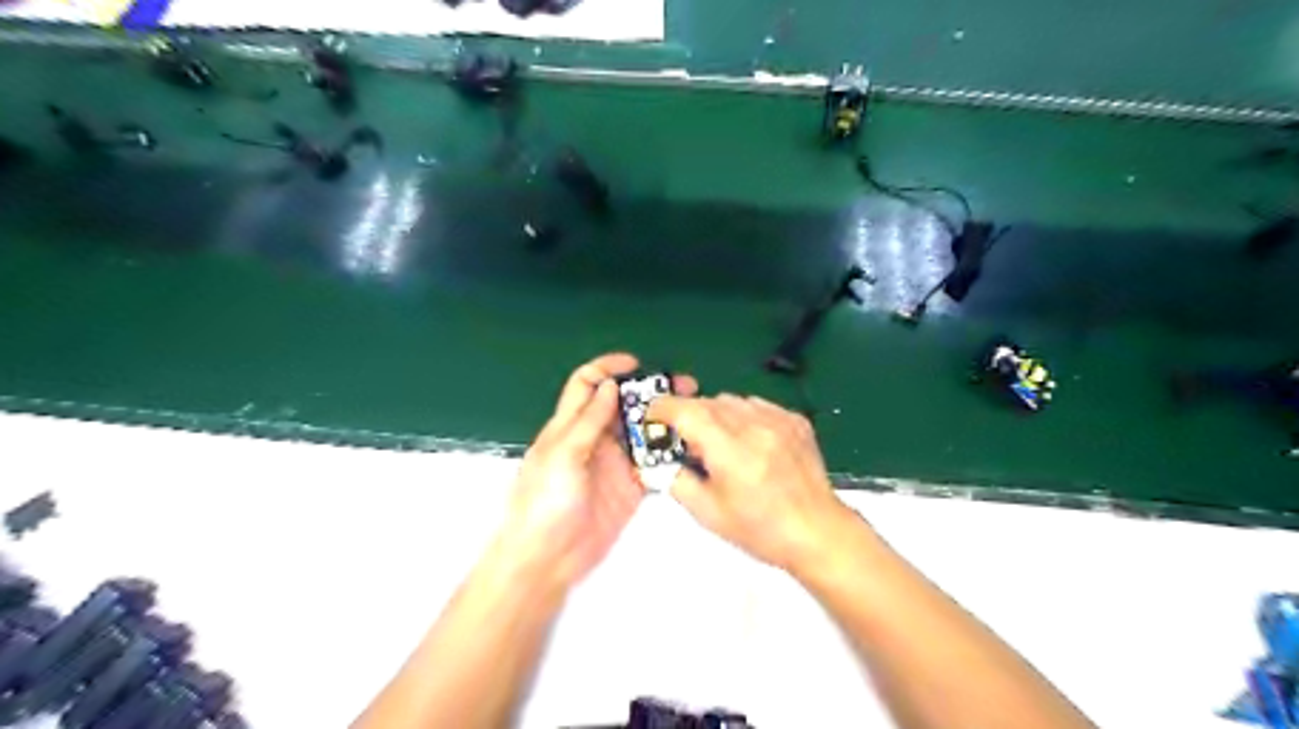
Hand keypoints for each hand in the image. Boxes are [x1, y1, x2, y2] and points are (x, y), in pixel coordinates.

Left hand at [495, 352, 694, 592]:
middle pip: (624, 405)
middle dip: (650, 392)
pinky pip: (653, 464)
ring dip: (665, 421)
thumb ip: (588, 421)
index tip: (636, 366)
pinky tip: (690, 447)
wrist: (547, 560)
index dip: (607, 368)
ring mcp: (615, 463)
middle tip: (683, 387)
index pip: (587, 384)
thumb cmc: (544, 502)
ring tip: (694, 413)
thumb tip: (609, 386)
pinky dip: (670, 454)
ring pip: (643, 432)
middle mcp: (595, 439)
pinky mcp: (631, 488)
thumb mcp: (562, 455)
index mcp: (570, 425)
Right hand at [647, 392, 860, 574]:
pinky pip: (757, 405)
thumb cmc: (761, 529)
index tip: (651, 416)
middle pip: (707, 401)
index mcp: (730, 449)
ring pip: (732, 400)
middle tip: (684, 438)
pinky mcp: (795, 420)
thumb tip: (657, 461)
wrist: (817, 531)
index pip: (686, 411)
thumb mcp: (708, 513)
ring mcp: (778, 419)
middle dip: (689, 414)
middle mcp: (754, 425)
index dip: (663, 408)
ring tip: (718, 442)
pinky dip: (743, 415)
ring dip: (716, 413)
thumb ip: (676, 480)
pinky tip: (747, 440)